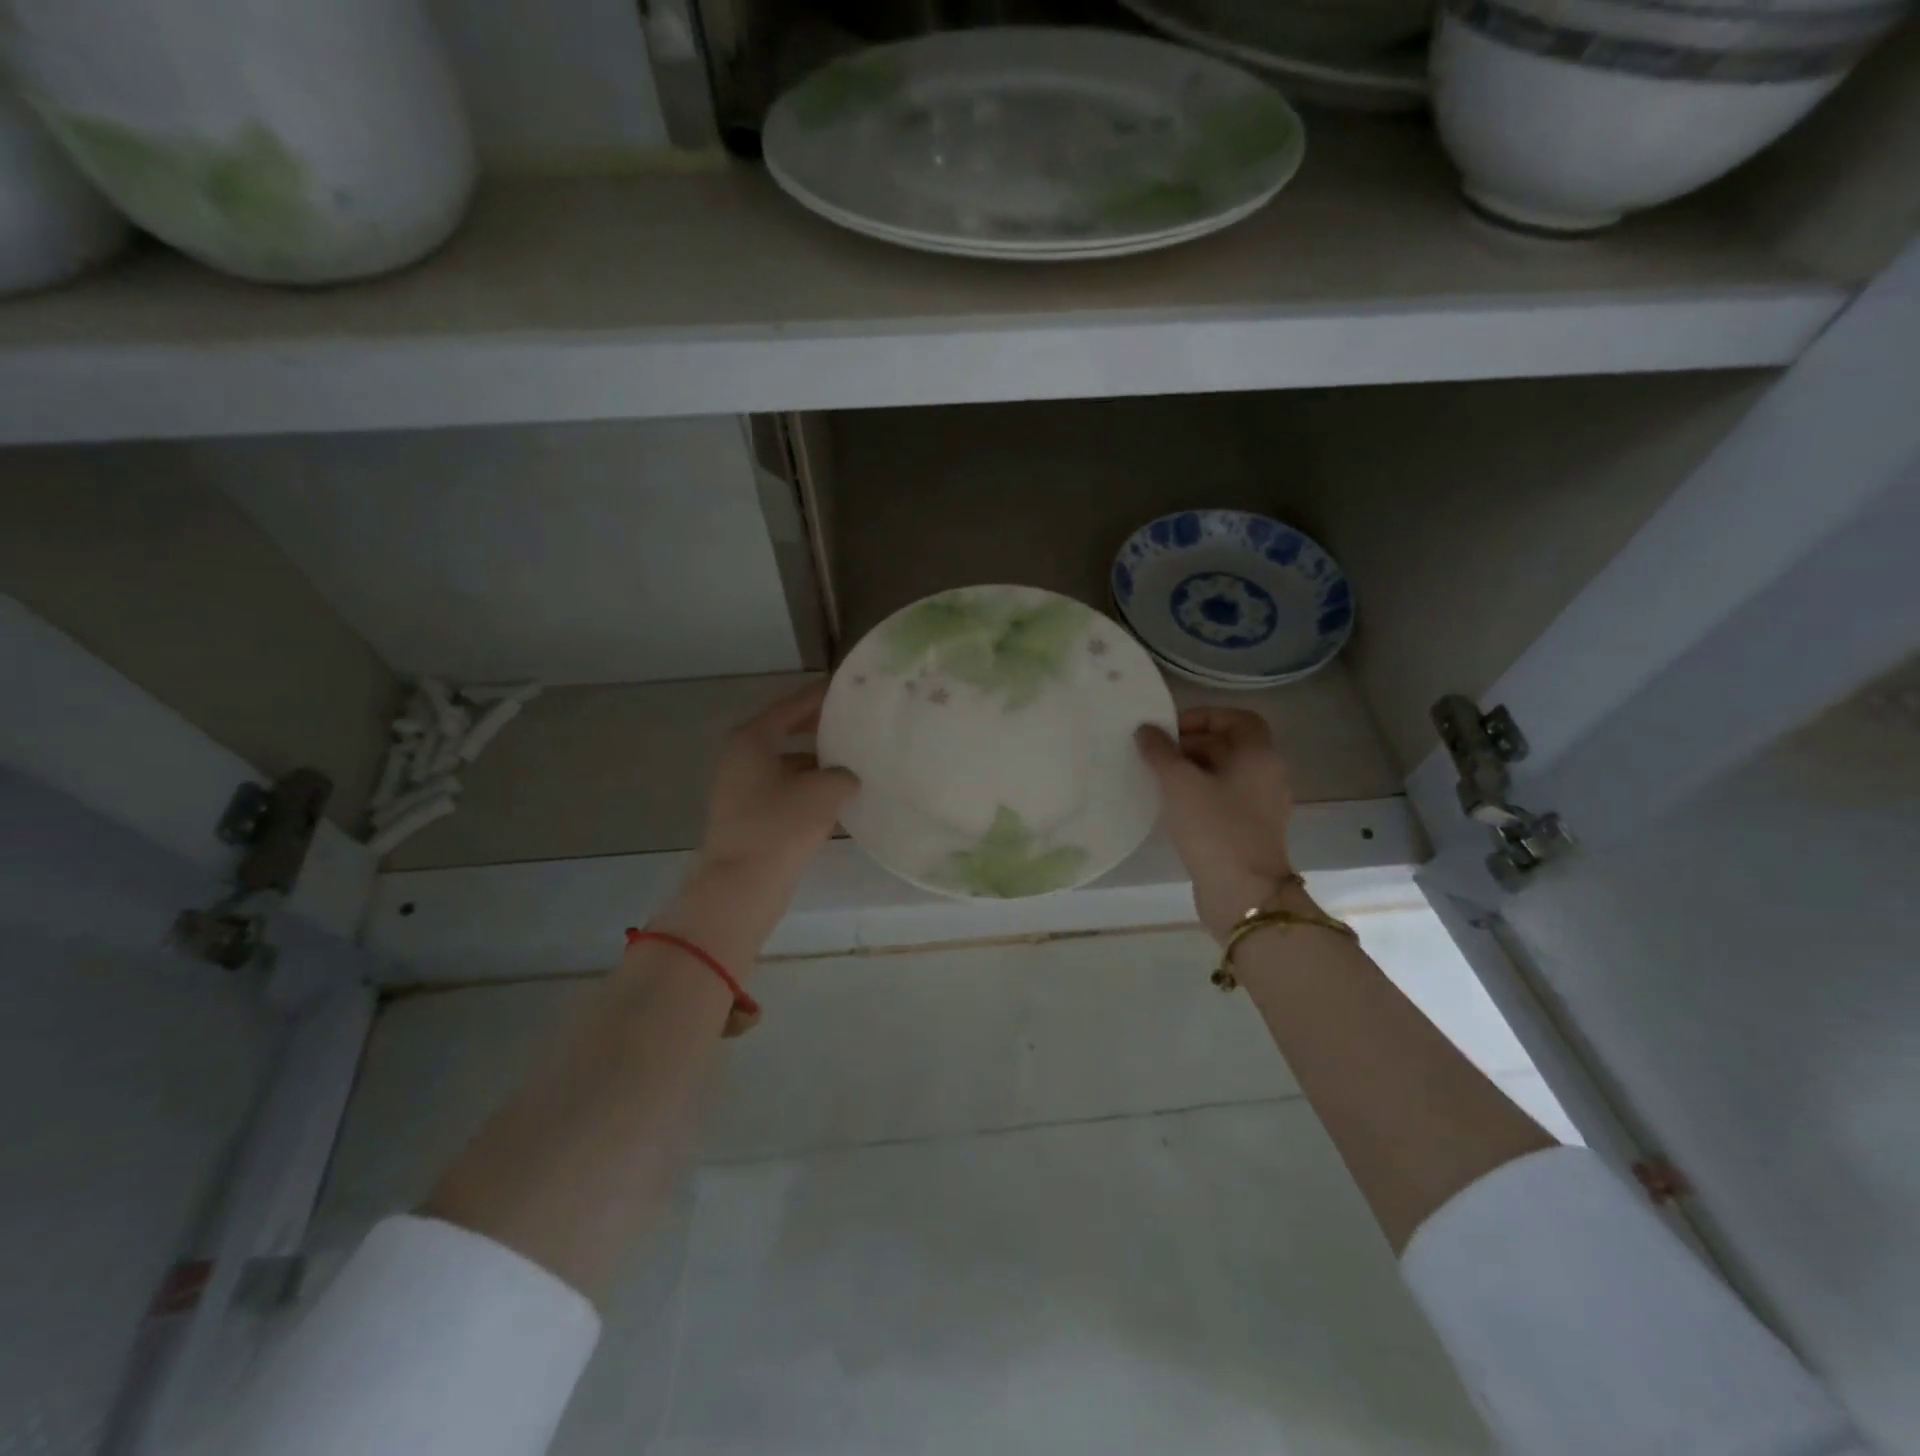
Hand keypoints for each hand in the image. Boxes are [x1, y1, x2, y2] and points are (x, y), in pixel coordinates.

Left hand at [653, 682, 857, 968]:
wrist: (741, 886)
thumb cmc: (780, 827)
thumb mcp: (824, 791)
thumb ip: (843, 773)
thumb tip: (846, 776)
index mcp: (752, 739)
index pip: (793, 706)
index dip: (823, 695)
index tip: (850, 687)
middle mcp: (741, 756)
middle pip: (788, 732)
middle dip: (822, 729)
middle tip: (857, 723)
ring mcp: (741, 787)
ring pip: (788, 762)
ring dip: (819, 762)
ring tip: (856, 760)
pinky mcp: (748, 813)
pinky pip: (785, 788)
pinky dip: (809, 787)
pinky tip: (838, 795)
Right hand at [1136, 708, 1297, 941]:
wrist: (1242, 893)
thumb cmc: (1214, 828)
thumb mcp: (1179, 784)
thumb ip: (1160, 752)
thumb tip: (1146, 730)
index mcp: (1259, 756)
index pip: (1237, 718)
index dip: (1204, 716)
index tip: (1170, 729)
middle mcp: (1267, 776)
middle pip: (1230, 745)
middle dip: (1192, 744)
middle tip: (1156, 753)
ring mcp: (1261, 806)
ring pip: (1224, 774)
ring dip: (1192, 770)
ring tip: (1158, 778)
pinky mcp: (1249, 831)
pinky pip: (1223, 799)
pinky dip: (1198, 794)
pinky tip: (1171, 806)